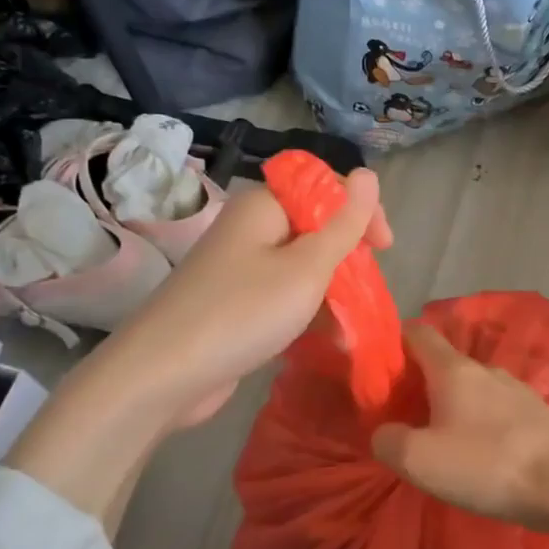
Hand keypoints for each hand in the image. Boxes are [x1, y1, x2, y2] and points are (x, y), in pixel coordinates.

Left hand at [108, 168, 392, 426]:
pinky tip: (328, 339)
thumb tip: (368, 174)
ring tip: (353, 323)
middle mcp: (250, 229)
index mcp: (264, 206)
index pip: (325, 188)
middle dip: (348, 256)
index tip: (385, 248)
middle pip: (314, 227)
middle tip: (368, 290)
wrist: (163, 375)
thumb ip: (343, 224)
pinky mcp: (236, 303)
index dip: (360, 211)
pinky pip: (283, 295)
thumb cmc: (243, 312)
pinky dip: (308, 311)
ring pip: (302, 265)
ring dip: (332, 290)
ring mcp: (240, 267)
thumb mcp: (307, 267)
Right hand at [370, 323, 548, 525]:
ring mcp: (517, 391)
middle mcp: (487, 370)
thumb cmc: (486, 464)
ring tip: (442, 441)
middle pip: (445, 364)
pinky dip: (481, 425)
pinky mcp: (538, 417)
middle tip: (404, 417)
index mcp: (454, 369)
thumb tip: (384, 433)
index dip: (395, 343)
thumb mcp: (418, 460)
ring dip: (454, 407)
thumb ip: (388, 440)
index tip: (379, 370)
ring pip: (474, 389)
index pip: (418, 333)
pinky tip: (480, 455)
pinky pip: (497, 412)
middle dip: (422, 384)